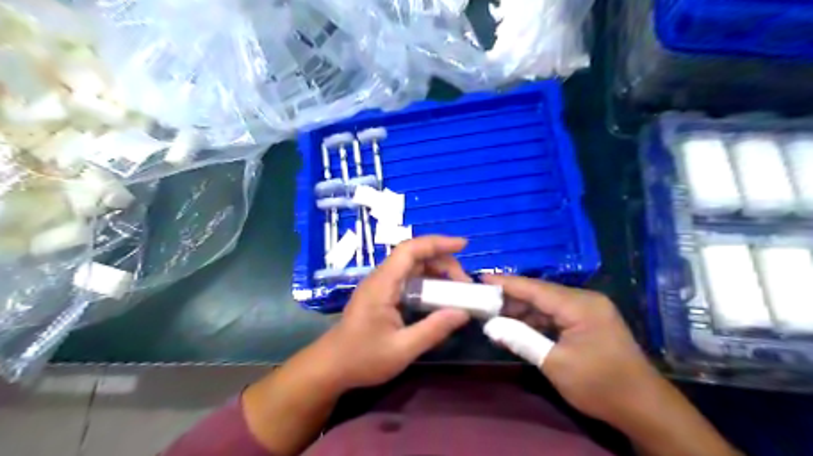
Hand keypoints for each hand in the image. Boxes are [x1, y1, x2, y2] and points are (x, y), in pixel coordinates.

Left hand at [316, 237, 470, 390]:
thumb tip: (463, 313)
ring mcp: (380, 285)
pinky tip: (438, 296)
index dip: (437, 243)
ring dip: (435, 271)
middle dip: (442, 261)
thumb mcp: (402, 349)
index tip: (463, 245)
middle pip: (414, 256)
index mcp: (383, 284)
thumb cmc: (362, 359)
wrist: (331, 367)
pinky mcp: (381, 294)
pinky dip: (427, 281)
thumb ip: (433, 330)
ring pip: (411, 266)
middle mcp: (381, 278)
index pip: (410, 250)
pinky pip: (407, 278)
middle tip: (464, 282)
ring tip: (456, 288)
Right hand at [481, 276, 665, 425]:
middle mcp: (584, 300)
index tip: (480, 278)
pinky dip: (536, 320)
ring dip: (522, 310)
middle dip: (511, 298)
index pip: (535, 288)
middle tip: (483, 302)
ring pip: (546, 304)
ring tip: (494, 316)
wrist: (644, 408)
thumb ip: (521, 340)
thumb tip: (490, 327)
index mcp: (580, 305)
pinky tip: (517, 326)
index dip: (506, 283)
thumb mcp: (555, 364)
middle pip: (540, 293)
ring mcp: (588, 310)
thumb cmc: (600, 386)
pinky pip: (555, 314)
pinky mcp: (587, 321)